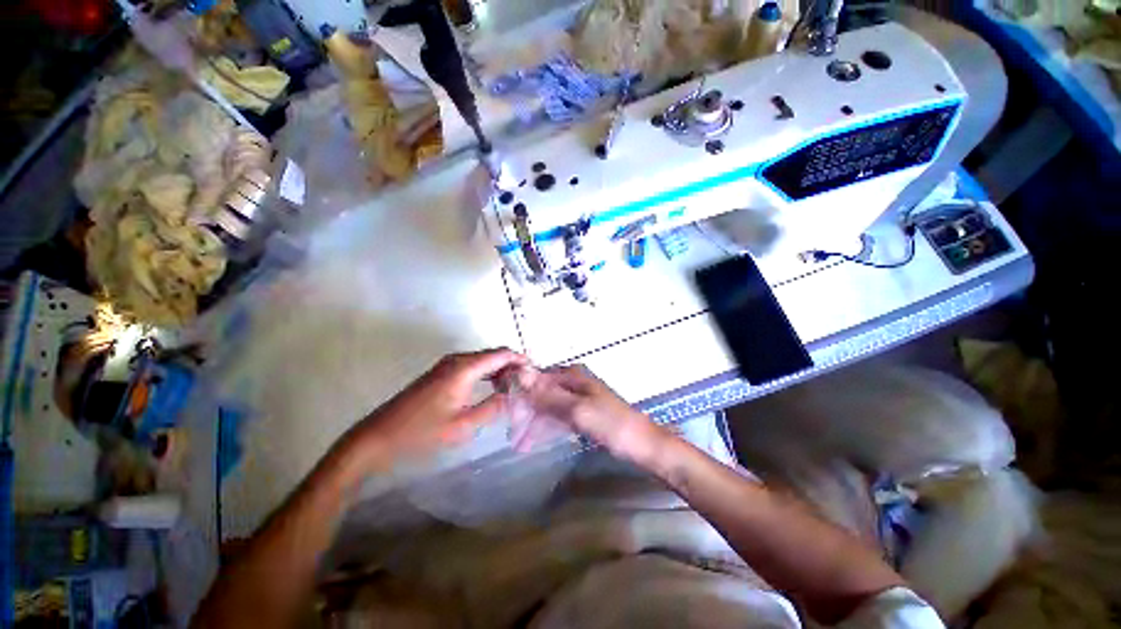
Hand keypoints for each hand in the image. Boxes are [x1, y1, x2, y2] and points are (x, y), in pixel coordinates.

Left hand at [341, 348, 527, 466]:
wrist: (378, 437)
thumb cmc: (420, 433)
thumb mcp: (463, 426)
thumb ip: (493, 407)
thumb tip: (514, 395)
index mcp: (464, 368)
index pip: (501, 354)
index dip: (520, 360)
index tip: (535, 373)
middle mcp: (457, 360)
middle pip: (493, 354)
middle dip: (512, 366)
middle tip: (527, 384)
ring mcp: (447, 365)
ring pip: (483, 360)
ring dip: (500, 370)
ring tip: (513, 388)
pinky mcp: (441, 373)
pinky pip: (472, 366)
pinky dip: (486, 374)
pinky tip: (492, 389)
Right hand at [523, 365, 667, 464]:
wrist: (643, 445)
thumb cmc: (611, 424)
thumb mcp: (577, 410)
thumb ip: (549, 395)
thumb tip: (520, 374)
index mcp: (573, 376)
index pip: (538, 378)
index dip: (521, 392)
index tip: (506, 411)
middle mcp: (574, 382)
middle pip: (542, 392)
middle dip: (527, 412)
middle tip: (512, 435)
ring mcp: (579, 398)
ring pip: (549, 406)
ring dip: (535, 422)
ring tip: (519, 443)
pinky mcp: (584, 413)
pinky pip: (559, 416)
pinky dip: (547, 427)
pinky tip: (535, 440)